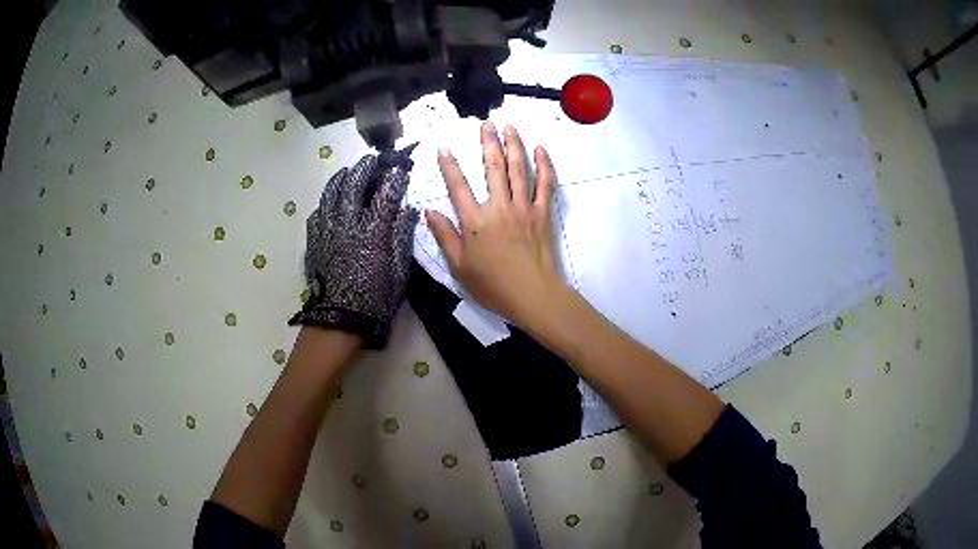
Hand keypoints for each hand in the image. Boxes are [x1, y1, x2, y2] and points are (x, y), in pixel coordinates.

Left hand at [290, 154, 418, 348]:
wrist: (340, 320)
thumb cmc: (376, 299)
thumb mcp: (399, 272)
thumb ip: (402, 237)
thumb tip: (408, 210)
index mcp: (372, 233)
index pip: (385, 196)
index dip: (394, 179)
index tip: (401, 168)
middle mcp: (347, 225)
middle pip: (353, 187)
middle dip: (364, 169)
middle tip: (371, 161)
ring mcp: (327, 232)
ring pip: (330, 196)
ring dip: (340, 179)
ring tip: (347, 172)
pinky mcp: (314, 242)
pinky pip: (317, 215)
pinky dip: (325, 204)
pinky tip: (329, 203)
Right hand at [426, 122, 564, 325]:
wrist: (532, 295)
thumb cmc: (492, 285)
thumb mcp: (459, 266)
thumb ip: (445, 236)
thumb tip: (429, 212)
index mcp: (475, 221)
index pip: (458, 187)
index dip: (449, 166)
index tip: (444, 148)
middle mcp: (499, 207)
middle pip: (492, 168)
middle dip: (488, 142)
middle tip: (486, 123)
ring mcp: (523, 207)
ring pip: (518, 169)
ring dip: (514, 145)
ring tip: (509, 126)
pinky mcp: (543, 213)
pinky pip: (544, 184)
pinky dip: (543, 165)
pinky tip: (540, 149)